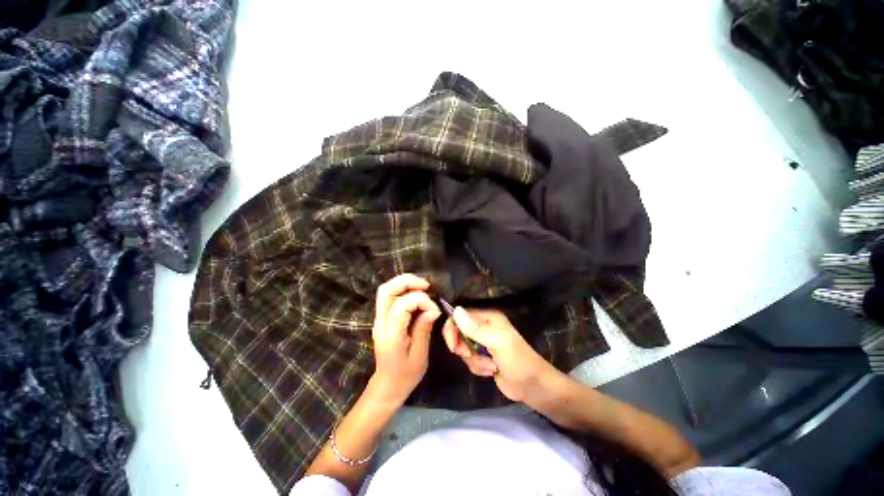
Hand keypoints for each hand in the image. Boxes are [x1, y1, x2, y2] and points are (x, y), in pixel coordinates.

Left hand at [370, 274, 440, 406]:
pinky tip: (417, 295)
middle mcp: (381, 323)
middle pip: (386, 290)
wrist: (387, 386)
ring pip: (386, 290)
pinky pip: (389, 296)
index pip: (402, 305)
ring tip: (423, 288)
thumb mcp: (420, 356)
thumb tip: (433, 309)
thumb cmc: (405, 375)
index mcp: (391, 335)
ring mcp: (379, 319)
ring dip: (405, 283)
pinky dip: (403, 290)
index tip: (435, 310)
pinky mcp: (382, 318)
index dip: (421, 301)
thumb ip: (424, 329)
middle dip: (407, 282)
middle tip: (426, 285)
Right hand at [442, 307, 562, 404]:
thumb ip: (475, 328)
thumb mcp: (497, 342)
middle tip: (470, 354)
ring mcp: (483, 343)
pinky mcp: (483, 358)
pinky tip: (491, 371)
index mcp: (488, 318)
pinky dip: (478, 368)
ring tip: (491, 366)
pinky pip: (469, 361)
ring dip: (474, 361)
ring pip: (463, 349)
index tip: (453, 346)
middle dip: (464, 347)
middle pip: (459, 332)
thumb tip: (456, 310)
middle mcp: (484, 327)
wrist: (532, 387)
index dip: (453, 329)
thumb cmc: (518, 360)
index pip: (461, 316)